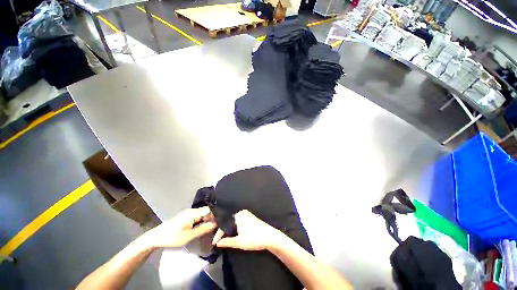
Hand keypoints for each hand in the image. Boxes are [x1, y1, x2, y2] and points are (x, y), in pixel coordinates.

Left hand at [142, 207, 216, 248]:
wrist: (155, 238)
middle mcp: (192, 211)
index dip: (216, 215)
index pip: (210, 210)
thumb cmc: (171, 237)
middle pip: (207, 212)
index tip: (221, 222)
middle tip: (217, 228)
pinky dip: (202, 222)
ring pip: (203, 215)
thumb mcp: (188, 236)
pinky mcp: (186, 217)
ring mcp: (189, 213)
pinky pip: (198, 217)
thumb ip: (203, 229)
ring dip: (207, 221)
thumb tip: (216, 224)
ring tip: (212, 229)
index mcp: (193, 213)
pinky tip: (203, 228)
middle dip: (213, 219)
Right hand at [212, 210, 284, 250]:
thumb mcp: (239, 242)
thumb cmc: (254, 239)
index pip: (224, 224)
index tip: (214, 243)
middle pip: (228, 221)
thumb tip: (217, 243)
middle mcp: (242, 212)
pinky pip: (238, 221)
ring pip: (233, 221)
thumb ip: (227, 242)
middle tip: (218, 240)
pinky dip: (234, 227)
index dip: (218, 234)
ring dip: (229, 229)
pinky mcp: (250, 217)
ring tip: (223, 238)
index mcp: (238, 215)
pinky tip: (233, 233)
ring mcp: (246, 214)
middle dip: (223, 230)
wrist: (270, 237)